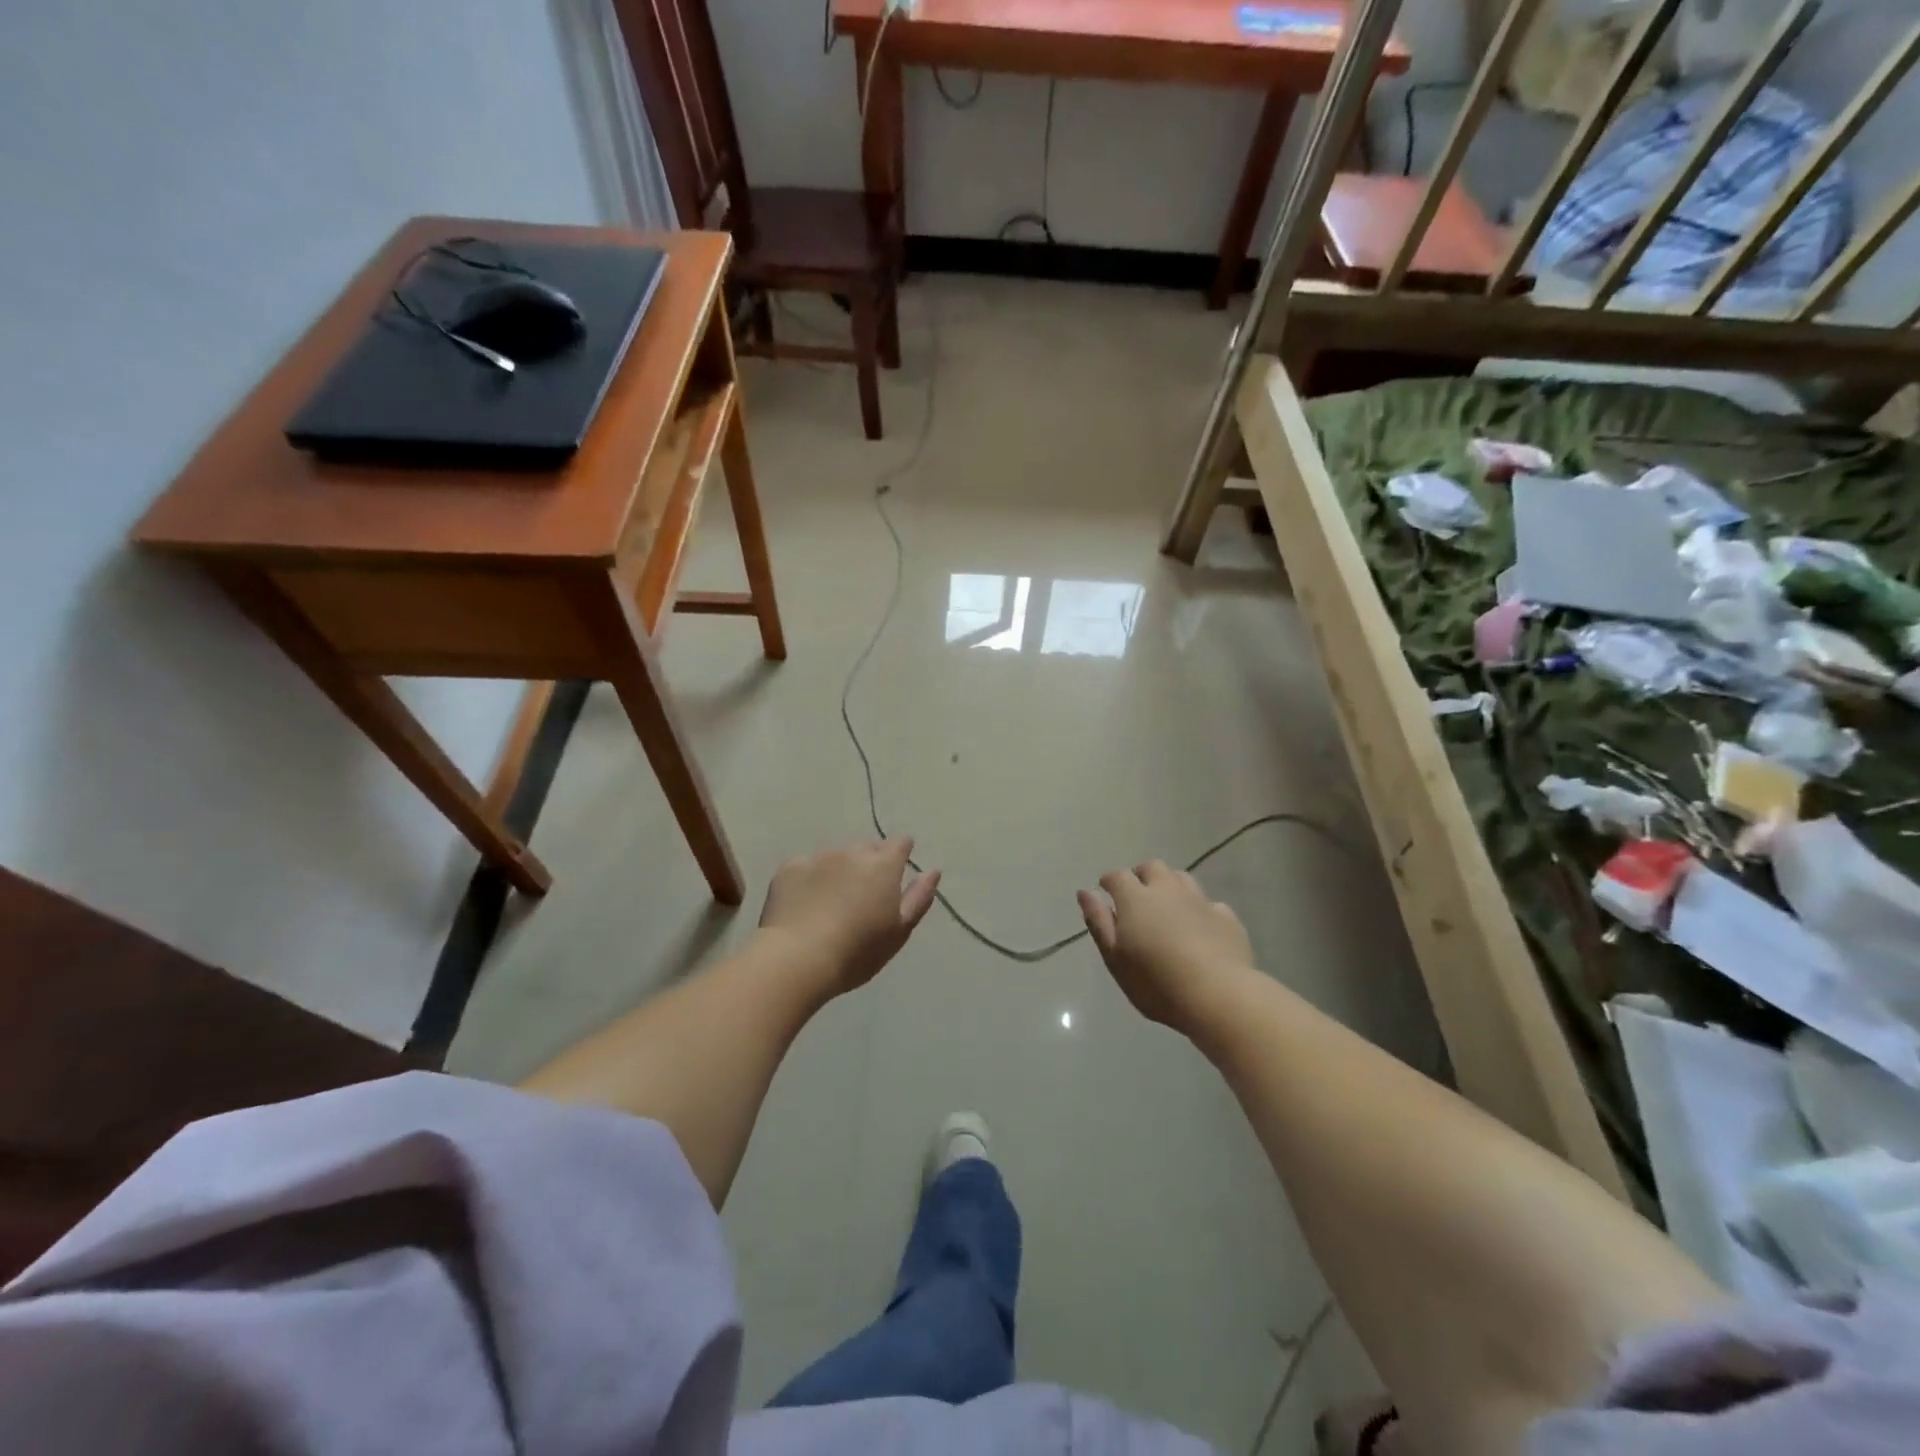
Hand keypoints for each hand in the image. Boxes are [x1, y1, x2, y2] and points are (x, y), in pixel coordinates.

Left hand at [757, 838, 940, 996]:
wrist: (797, 959)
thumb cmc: (857, 951)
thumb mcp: (899, 931)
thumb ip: (919, 897)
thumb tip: (933, 871)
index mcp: (883, 866)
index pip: (900, 842)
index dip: (901, 854)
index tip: (895, 874)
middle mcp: (852, 852)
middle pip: (866, 849)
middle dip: (869, 865)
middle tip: (862, 898)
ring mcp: (818, 857)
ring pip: (835, 857)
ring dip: (838, 872)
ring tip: (830, 905)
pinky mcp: (789, 868)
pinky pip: (806, 867)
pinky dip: (809, 880)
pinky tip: (803, 907)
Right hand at [1077, 862, 1255, 1032]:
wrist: (1218, 995)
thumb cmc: (1156, 982)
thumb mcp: (1115, 958)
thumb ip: (1099, 922)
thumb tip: (1085, 892)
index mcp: (1136, 898)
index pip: (1118, 876)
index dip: (1109, 880)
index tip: (1105, 890)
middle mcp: (1168, 890)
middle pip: (1152, 867)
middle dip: (1141, 875)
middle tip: (1136, 896)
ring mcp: (1200, 901)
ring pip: (1182, 878)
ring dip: (1170, 885)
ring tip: (1167, 906)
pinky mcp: (1226, 918)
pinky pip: (1209, 904)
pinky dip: (1199, 909)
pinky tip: (1200, 927)